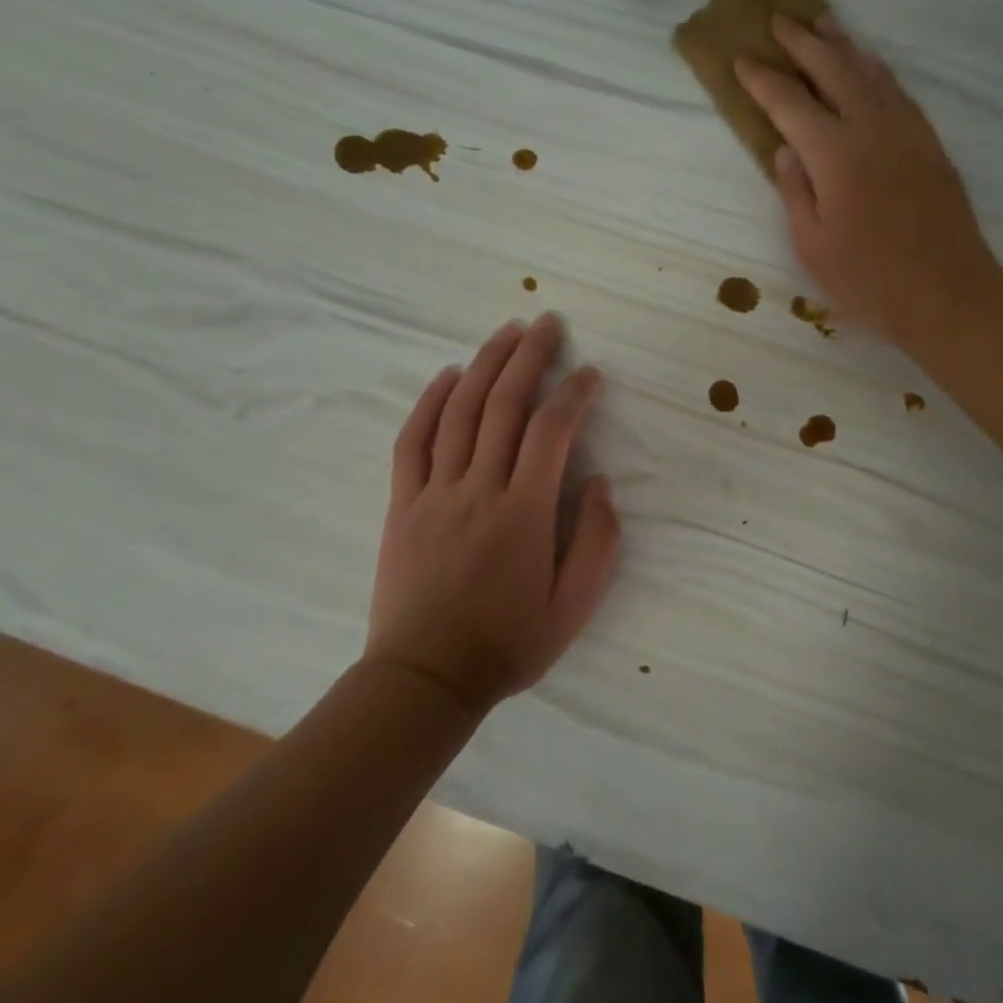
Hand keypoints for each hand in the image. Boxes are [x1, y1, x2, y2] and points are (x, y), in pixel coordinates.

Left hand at [368, 314, 620, 715]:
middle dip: (530, 357)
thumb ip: (597, 542)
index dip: (574, 394)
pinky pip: (413, 441)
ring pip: (460, 412)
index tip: (591, 374)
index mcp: (524, 513)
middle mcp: (479, 490)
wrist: (425, 680)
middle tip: (548, 323)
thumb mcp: (573, 607)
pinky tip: (448, 374)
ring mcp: (435, 492)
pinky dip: (430, 401)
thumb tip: (599, 481)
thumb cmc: (507, 644)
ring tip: (507, 332)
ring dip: (485, 364)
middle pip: (504, 405)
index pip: (551, 431)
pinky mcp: (403, 503)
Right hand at [734, 13, 1002, 344]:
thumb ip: (795, 191)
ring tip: (822, 24)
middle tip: (779, 21)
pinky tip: (867, 66)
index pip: (789, 103)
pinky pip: (898, 91)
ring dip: (842, 45)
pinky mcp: (929, 143)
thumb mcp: (813, 246)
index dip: (763, 79)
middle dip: (802, 43)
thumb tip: (786, 150)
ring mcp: (906, 131)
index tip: (742, 59)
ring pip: (870, 72)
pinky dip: (875, 70)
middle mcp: (871, 128)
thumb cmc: (870, 280)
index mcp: (834, 154)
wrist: (949, 293)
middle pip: (833, 69)